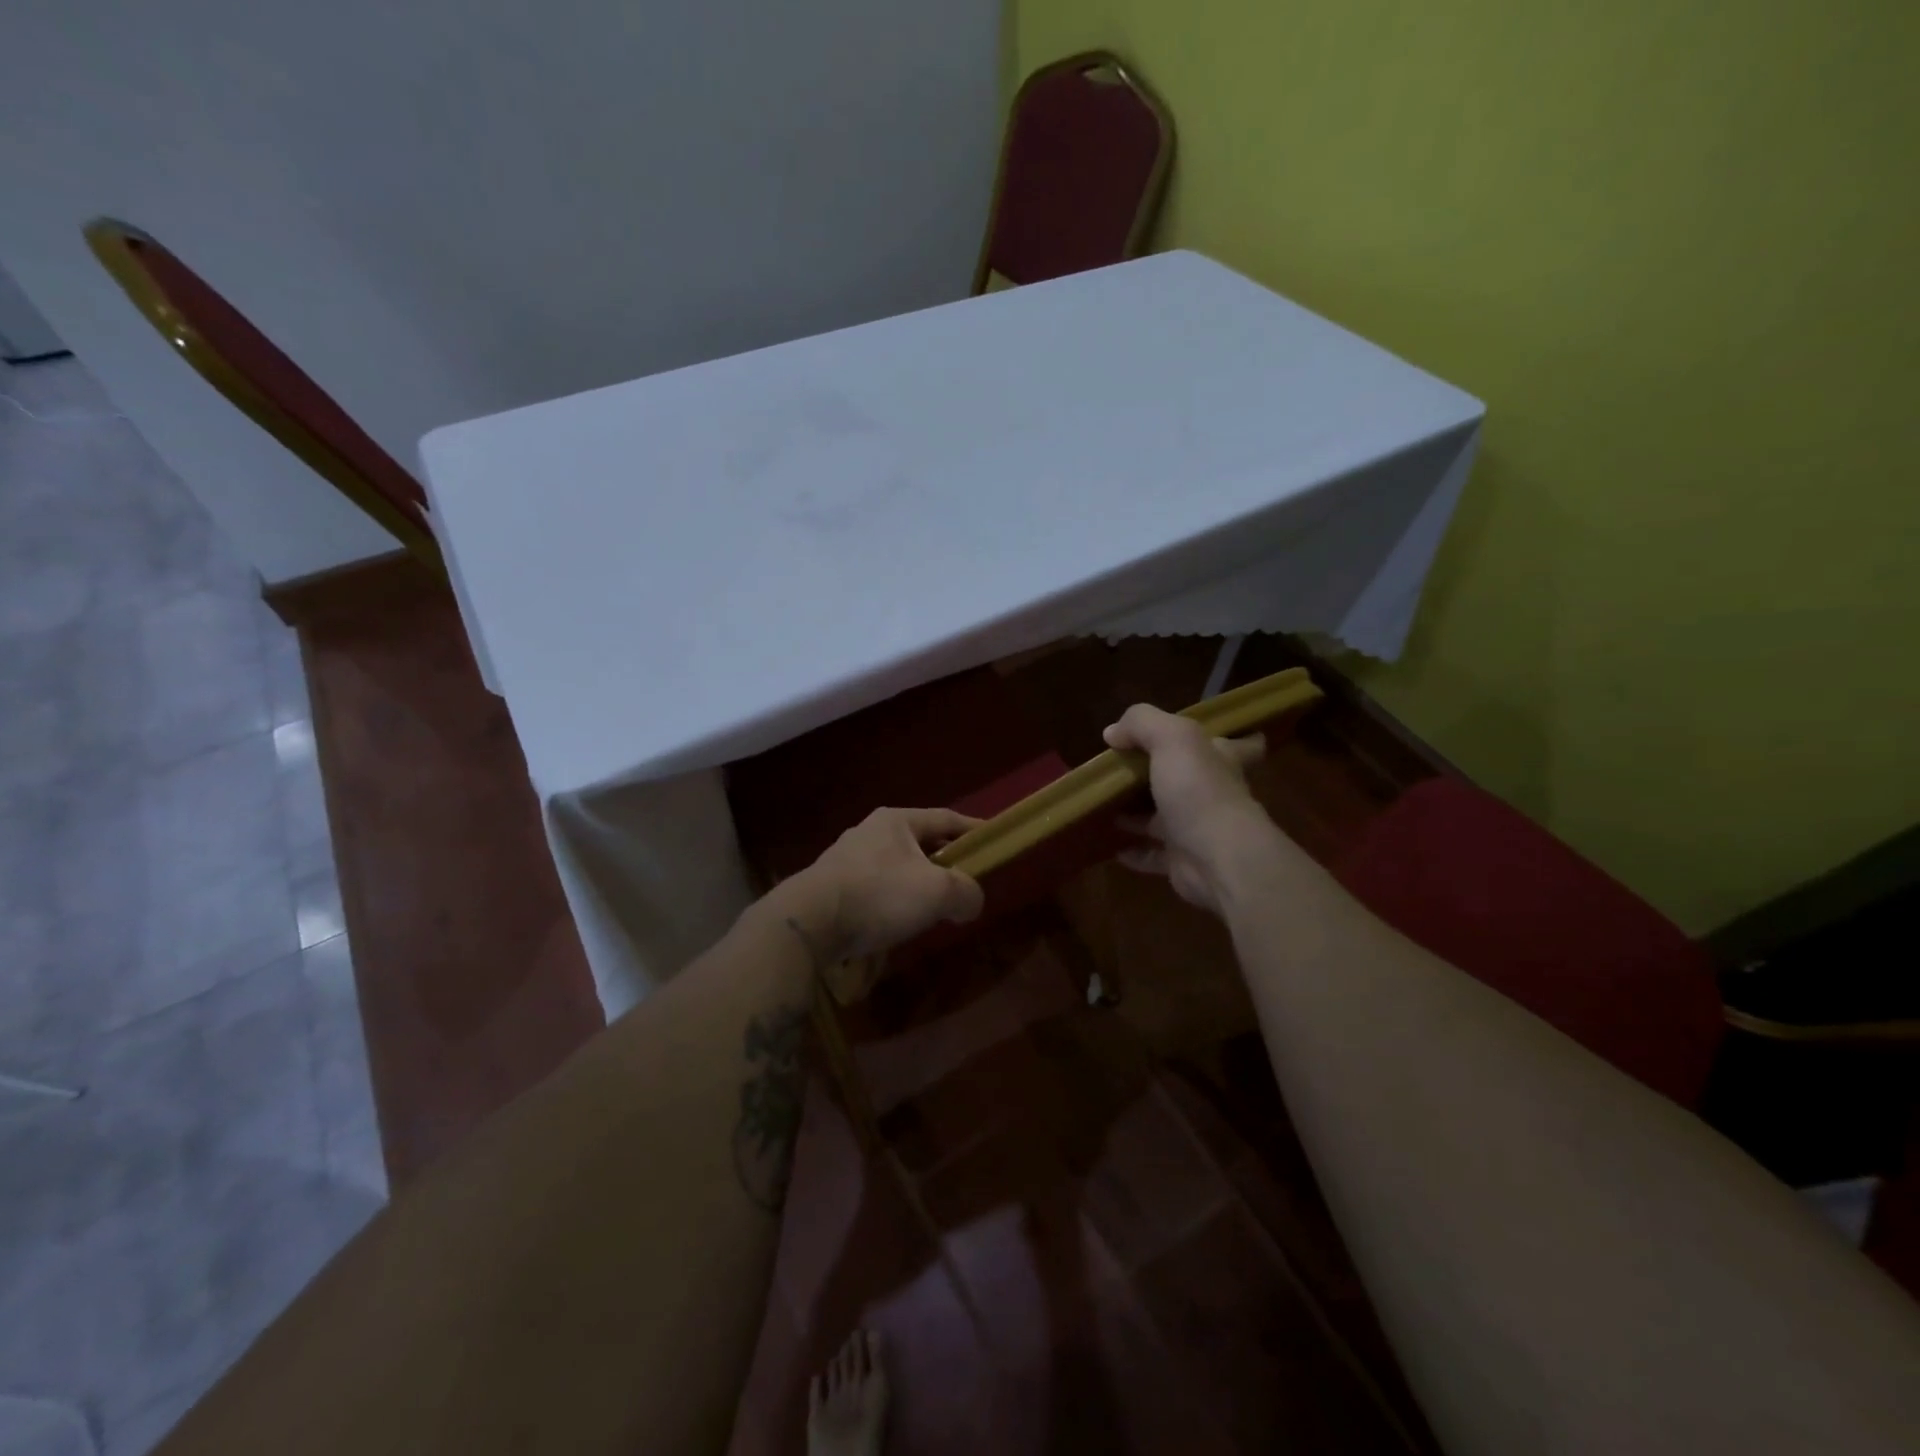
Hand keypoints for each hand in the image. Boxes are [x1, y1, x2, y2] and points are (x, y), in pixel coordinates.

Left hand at [767, 807, 983, 964]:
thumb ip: (967, 893)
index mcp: (896, 821)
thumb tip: (971, 902)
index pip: (945, 818)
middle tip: (966, 881)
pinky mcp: (833, 886)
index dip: (973, 829)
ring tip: (934, 908)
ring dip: (919, 884)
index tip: (993, 841)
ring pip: (897, 867)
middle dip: (945, 861)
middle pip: (921, 843)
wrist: (810, 923)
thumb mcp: (938, 891)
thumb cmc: (879, 894)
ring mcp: (847, 858)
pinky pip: (877, 888)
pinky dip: (895, 900)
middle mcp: (870, 831)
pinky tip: (899, 922)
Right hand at [1103, 703, 1280, 914]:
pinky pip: (1152, 854)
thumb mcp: (1172, 738)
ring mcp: (1197, 830)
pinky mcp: (1181, 861)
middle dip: (1164, 776)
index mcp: (1219, 760)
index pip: (1240, 745)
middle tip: (1128, 770)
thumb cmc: (1199, 791)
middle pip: (1191, 781)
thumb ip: (1142, 724)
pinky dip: (1133, 851)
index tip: (1214, 737)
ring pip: (1165, 819)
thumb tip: (1113, 733)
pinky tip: (1112, 846)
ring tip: (1107, 805)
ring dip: (1139, 815)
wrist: (1217, 859)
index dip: (1231, 739)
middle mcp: (1212, 794)